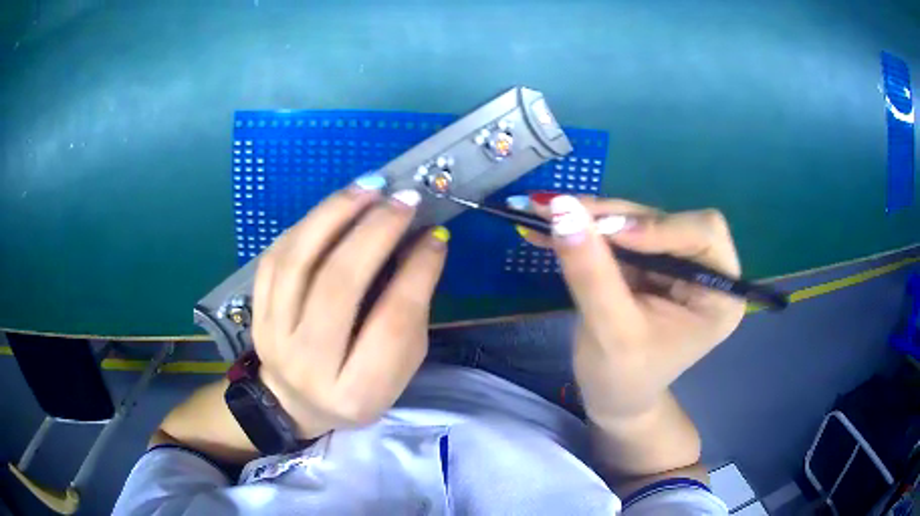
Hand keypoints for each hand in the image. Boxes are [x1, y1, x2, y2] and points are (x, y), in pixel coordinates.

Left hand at [251, 175, 447, 438]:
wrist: (294, 403)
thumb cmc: (358, 389)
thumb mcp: (399, 368)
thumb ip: (411, 312)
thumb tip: (423, 242)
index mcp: (356, 391)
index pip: (392, 322)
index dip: (418, 271)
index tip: (435, 234)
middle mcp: (309, 364)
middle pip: (338, 285)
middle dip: (376, 232)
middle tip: (404, 199)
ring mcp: (274, 335)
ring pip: (298, 261)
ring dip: (335, 214)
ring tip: (368, 188)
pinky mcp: (256, 313)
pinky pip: (275, 257)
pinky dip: (307, 226)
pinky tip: (334, 209)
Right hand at [519, 193, 744, 419]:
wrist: (612, 398)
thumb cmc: (623, 378)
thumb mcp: (610, 331)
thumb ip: (591, 272)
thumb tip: (563, 209)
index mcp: (719, 295)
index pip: (704, 233)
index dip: (658, 226)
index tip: (607, 232)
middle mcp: (704, 271)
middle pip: (665, 221)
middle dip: (614, 218)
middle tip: (559, 213)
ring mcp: (675, 264)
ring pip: (637, 221)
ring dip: (591, 220)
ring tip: (543, 217)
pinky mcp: (649, 262)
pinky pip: (618, 234)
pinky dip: (584, 231)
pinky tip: (547, 229)